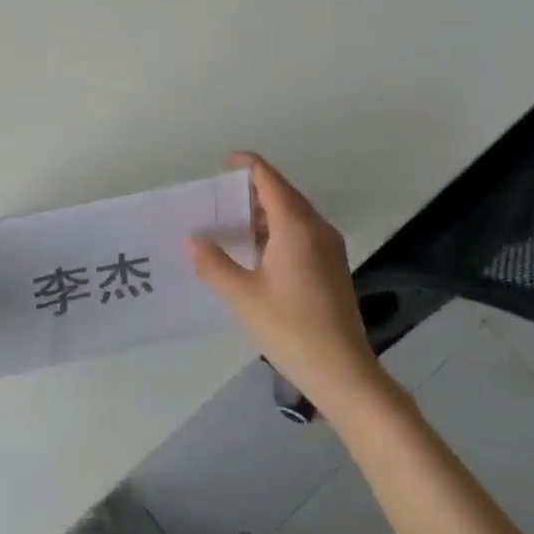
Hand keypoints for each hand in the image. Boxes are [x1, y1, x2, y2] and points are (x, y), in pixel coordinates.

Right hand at [189, 152, 386, 420]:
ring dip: (263, 215)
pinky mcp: (331, 268)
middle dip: (251, 192)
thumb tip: (191, 239)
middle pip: (282, 194)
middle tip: (217, 201)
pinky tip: (255, 254)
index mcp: (296, 226)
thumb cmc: (290, 327)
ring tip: (230, 226)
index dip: (247, 165)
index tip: (223, 163)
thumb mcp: (242, 295)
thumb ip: (213, 263)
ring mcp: (328, 249)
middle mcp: (316, 229)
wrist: (342, 371)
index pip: (269, 179)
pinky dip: (276, 233)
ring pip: (292, 216)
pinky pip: (301, 235)